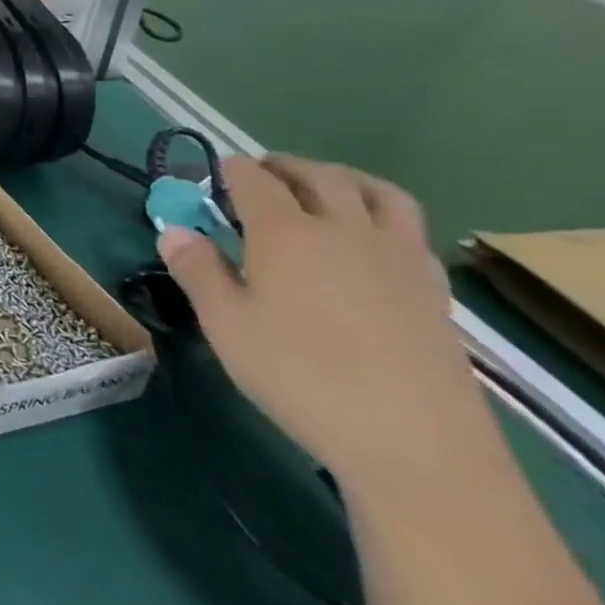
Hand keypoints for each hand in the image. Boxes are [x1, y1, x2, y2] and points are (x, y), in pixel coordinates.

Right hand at [158, 156, 489, 495]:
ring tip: (319, 189)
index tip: (209, 173)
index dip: (228, 170)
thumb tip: (173, 230)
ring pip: (376, 192)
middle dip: (283, 166)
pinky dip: (380, 213)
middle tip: (258, 174)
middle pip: (319, 176)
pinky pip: (407, 227)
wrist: (411, 438)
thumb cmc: (298, 374)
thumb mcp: (225, 324)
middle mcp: (344, 230)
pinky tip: (365, 240)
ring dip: (341, 178)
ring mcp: (396, 255)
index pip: (254, 181)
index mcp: (286, 234)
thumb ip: (197, 270)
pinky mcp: (431, 286)